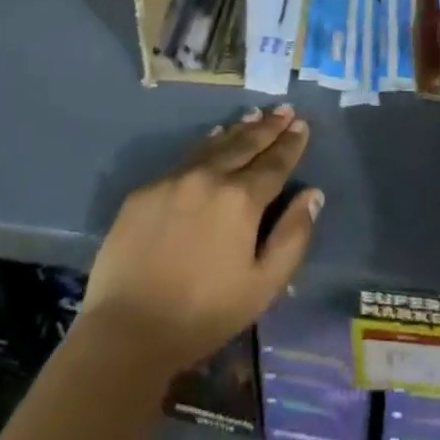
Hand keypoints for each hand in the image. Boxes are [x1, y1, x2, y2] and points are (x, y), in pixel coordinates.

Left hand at [80, 105, 322, 373]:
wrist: (126, 330)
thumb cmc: (204, 314)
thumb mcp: (263, 286)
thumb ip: (292, 237)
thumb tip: (313, 194)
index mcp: (241, 199)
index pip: (274, 162)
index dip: (291, 143)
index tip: (301, 124)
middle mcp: (209, 177)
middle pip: (245, 143)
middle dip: (268, 126)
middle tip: (283, 109)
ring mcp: (174, 179)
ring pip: (214, 145)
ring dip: (238, 129)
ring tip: (254, 116)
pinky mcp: (145, 190)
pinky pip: (185, 159)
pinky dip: (206, 145)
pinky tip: (213, 140)